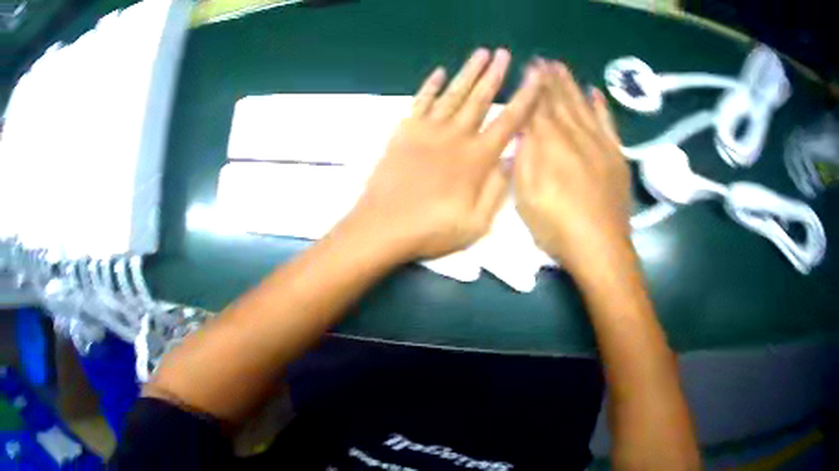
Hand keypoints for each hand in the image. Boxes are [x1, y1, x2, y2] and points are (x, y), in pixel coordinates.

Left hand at [350, 48, 541, 260]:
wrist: (382, 226)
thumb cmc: (431, 230)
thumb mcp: (477, 222)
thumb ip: (498, 188)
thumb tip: (514, 157)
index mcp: (477, 158)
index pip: (509, 121)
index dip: (525, 97)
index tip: (535, 77)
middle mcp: (456, 135)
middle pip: (480, 98)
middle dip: (495, 73)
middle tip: (504, 52)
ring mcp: (427, 130)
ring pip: (453, 93)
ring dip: (468, 71)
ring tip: (480, 52)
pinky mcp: (404, 131)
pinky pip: (420, 101)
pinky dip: (430, 85)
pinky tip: (439, 72)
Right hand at [513, 60, 631, 273]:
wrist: (601, 246)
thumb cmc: (556, 226)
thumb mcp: (525, 195)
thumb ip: (523, 157)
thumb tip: (522, 127)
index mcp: (550, 144)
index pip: (538, 107)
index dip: (533, 85)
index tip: (528, 67)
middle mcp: (575, 136)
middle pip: (561, 101)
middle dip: (550, 79)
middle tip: (544, 60)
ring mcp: (599, 144)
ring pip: (583, 106)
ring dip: (571, 85)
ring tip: (562, 67)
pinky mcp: (616, 156)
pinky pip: (608, 123)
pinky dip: (601, 106)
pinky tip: (595, 93)